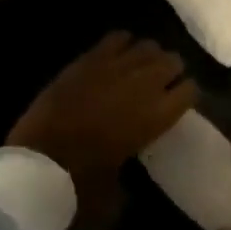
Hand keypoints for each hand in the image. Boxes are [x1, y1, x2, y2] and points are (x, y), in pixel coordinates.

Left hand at [5, 32, 198, 186]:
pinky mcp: (89, 59)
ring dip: (149, 56)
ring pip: (148, 45)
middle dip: (171, 70)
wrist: (39, 163)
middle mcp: (144, 84)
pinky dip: (122, 45)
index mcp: (158, 115)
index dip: (186, 94)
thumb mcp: (117, 191)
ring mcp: (116, 66)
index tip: (179, 101)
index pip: (191, 90)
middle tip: (161, 83)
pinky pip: (117, 38)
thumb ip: (132, 176)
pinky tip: (118, 56)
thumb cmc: (83, 183)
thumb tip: (129, 175)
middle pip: (173, 61)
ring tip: (141, 68)